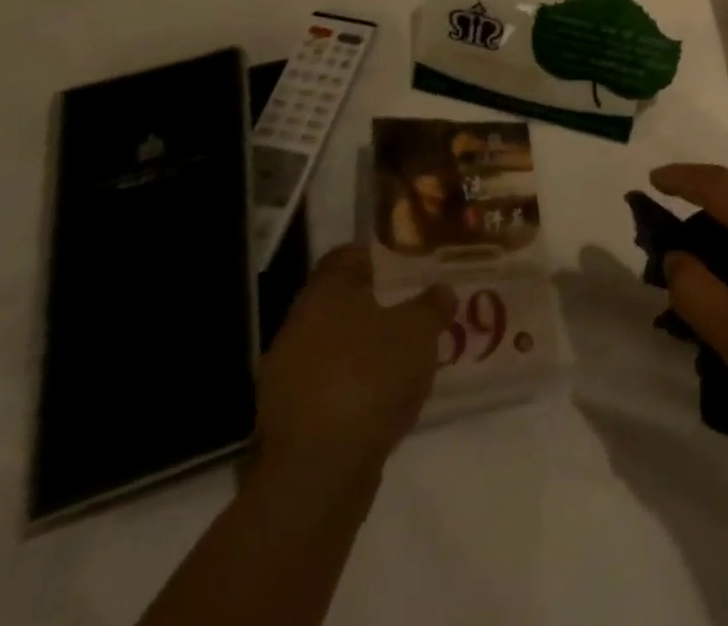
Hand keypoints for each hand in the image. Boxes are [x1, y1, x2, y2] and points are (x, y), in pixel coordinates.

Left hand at [255, 245, 456, 491]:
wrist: (320, 472)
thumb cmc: (371, 377)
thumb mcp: (420, 330)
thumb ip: (432, 304)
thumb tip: (440, 290)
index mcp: (325, 294)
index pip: (346, 256)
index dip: (377, 254)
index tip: (406, 262)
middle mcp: (298, 327)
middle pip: (339, 303)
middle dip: (375, 305)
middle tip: (414, 308)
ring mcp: (286, 377)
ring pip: (333, 347)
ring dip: (364, 349)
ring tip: (406, 355)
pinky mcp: (288, 421)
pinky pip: (328, 386)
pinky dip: (354, 386)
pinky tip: (385, 396)